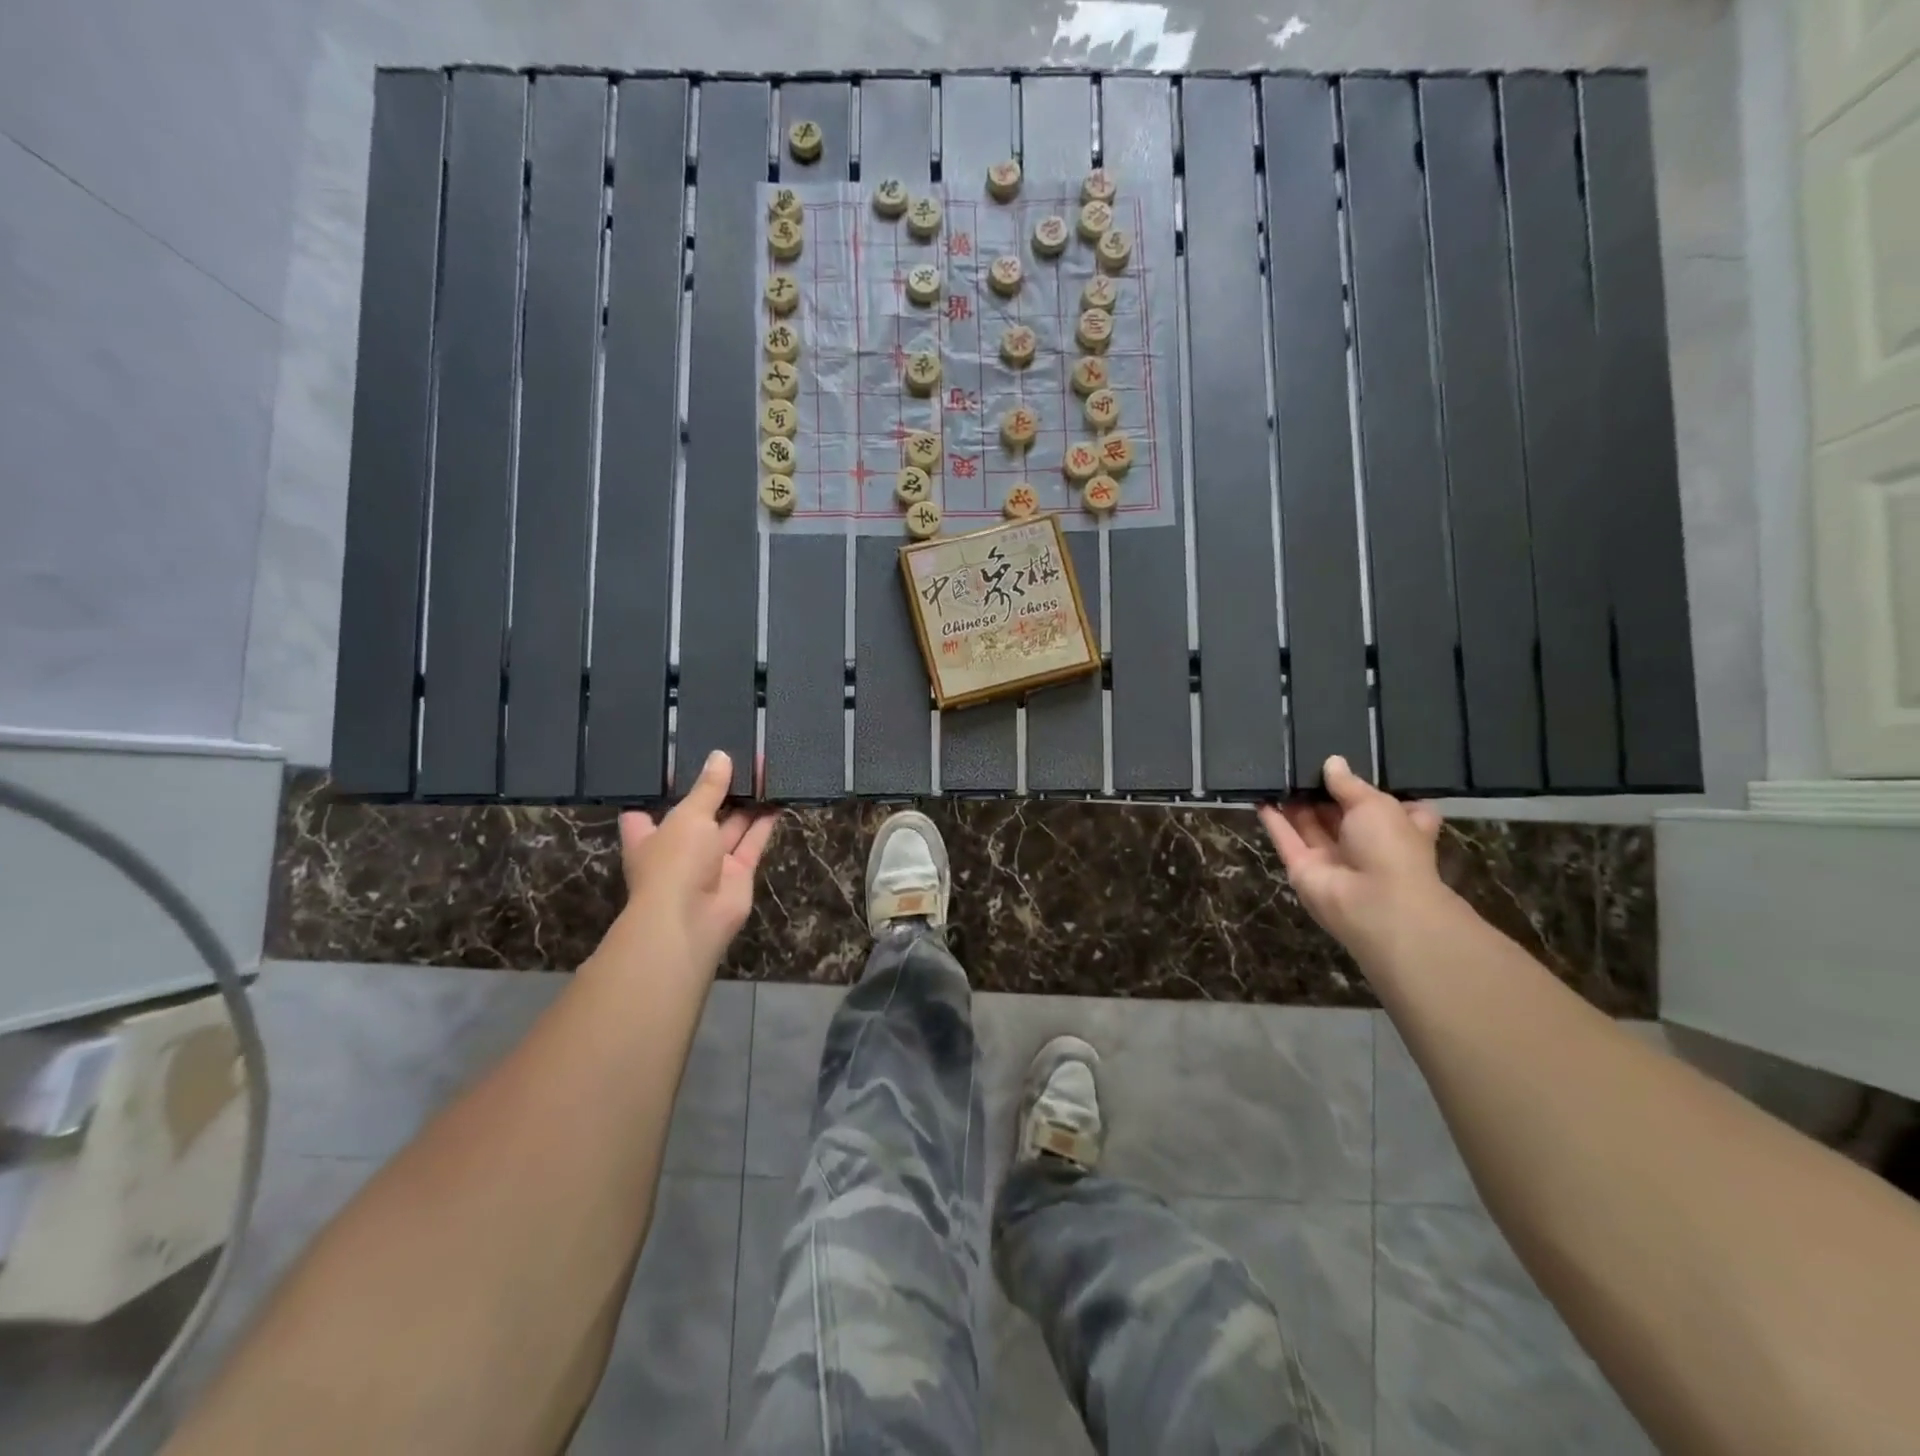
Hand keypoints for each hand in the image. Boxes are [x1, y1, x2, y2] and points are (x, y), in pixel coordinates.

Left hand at [617, 750, 778, 973]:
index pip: (648, 808)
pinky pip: (753, 842)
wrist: (692, 920)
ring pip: (730, 826)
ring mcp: (710, 862)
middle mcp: (679, 847)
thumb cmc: (674, 862)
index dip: (661, 788)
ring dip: (745, 802)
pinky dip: (765, 822)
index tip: (677, 762)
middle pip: (698, 813)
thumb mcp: (688, 816)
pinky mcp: (738, 872)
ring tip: (763, 770)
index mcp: (650, 835)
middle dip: (716, 790)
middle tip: (736, 756)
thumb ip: (708, 788)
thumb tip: (720, 756)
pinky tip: (778, 796)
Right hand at [1258, 755, 1448, 960]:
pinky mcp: (1302, 868)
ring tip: (1277, 769)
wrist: (1375, 904)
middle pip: (1341, 812)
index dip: (1372, 787)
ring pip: (1310, 823)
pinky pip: (1285, 839)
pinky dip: (1273, 819)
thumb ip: (1349, 783)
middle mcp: (1366, 843)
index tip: (1354, 762)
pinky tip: (1260, 794)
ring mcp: (1332, 858)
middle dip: (1323, 788)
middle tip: (1302, 757)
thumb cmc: (1391, 847)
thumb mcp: (1375, 804)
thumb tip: (1333, 762)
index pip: (1389, 805)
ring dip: (1295, 800)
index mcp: (1399, 827)